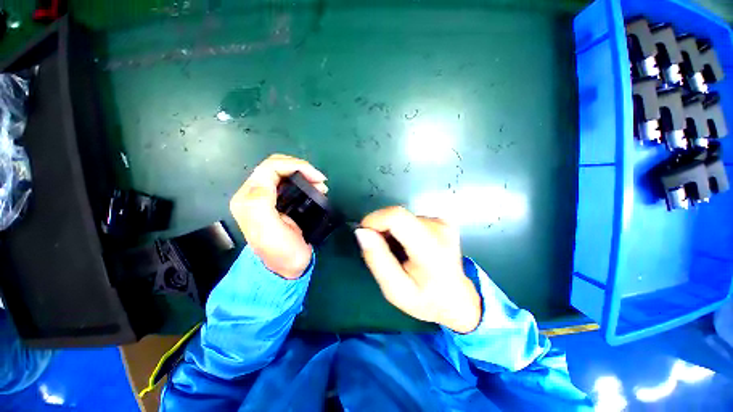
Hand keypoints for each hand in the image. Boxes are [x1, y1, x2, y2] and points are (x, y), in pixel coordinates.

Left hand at [230, 154, 327, 278]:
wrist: (287, 268)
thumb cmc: (281, 252)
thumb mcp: (268, 230)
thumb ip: (261, 202)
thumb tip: (265, 178)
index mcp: (249, 198)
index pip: (269, 168)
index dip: (295, 166)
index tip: (317, 177)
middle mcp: (255, 194)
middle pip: (276, 167)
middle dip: (300, 168)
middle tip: (320, 180)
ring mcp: (267, 197)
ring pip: (284, 173)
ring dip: (304, 174)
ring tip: (320, 185)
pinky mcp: (278, 202)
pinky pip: (290, 183)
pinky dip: (304, 181)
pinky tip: (315, 188)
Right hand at [354, 207, 481, 333]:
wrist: (458, 300)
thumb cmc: (426, 300)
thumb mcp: (395, 290)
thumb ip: (377, 259)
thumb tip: (362, 231)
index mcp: (431, 249)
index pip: (397, 217)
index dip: (375, 219)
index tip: (364, 234)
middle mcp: (439, 228)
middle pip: (397, 216)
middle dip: (380, 228)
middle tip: (381, 251)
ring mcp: (442, 222)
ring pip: (402, 217)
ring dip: (391, 231)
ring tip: (396, 253)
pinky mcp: (440, 221)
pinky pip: (410, 219)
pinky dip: (401, 230)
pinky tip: (407, 247)